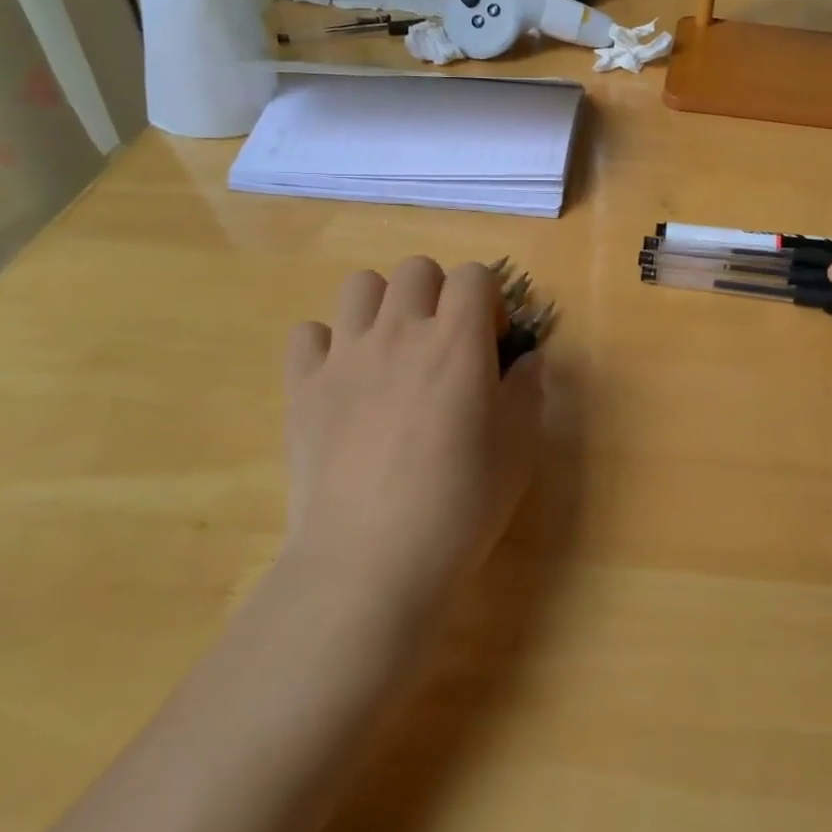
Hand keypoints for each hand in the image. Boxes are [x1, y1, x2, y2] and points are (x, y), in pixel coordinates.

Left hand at [279, 257, 543, 630]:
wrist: (371, 561)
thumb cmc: (460, 504)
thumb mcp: (518, 448)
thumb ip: (528, 390)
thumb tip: (528, 359)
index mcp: (457, 341)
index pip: (473, 275)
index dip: (489, 300)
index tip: (491, 342)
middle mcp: (400, 331)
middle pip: (417, 269)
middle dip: (439, 293)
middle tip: (444, 343)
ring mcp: (345, 355)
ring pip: (360, 285)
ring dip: (383, 305)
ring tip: (393, 349)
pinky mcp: (302, 386)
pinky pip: (308, 333)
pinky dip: (327, 345)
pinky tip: (343, 380)